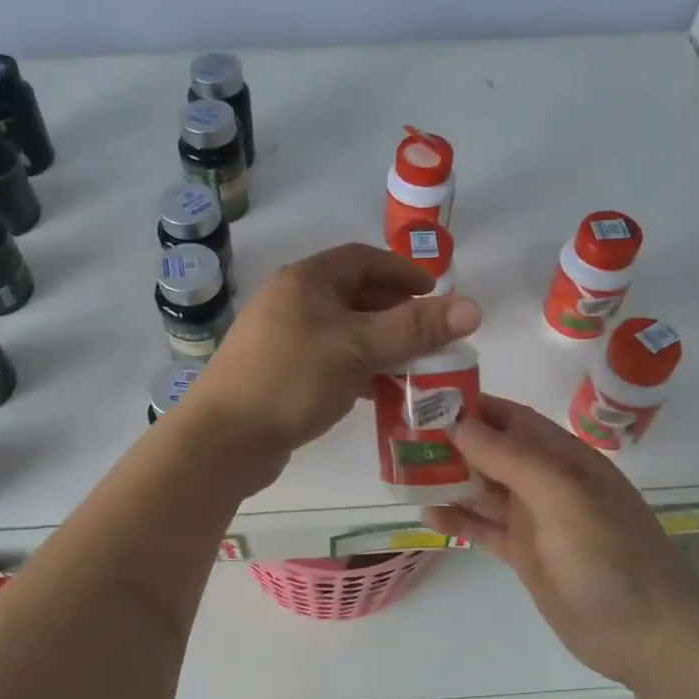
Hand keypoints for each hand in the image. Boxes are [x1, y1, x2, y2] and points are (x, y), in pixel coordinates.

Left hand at [183, 244, 482, 490]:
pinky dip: (358, 370)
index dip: (402, 271)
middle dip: (396, 312)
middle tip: (431, 334)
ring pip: (343, 333)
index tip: (436, 292)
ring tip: (415, 365)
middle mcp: (290, 303)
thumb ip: (414, 328)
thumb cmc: (292, 380)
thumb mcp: (358, 348)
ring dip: (380, 345)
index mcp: (305, 281)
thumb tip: (473, 307)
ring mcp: (281, 340)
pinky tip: (379, 392)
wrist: (225, 439)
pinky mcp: (279, 376)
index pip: (362, 259)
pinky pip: (329, 362)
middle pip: (353, 296)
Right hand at [424, 396, 698, 687]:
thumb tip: (459, 422)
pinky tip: (428, 515)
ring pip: (482, 488)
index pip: (510, 418)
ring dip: (448, 479)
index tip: (424, 400)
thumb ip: (512, 459)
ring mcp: (534, 519)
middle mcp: (546, 482)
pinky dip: (457, 520)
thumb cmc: (610, 556)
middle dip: (450, 442)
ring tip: (404, 474)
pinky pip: (483, 528)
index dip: (471, 406)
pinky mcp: (524, 554)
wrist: (647, 636)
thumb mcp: (563, 498)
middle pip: (490, 451)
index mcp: (563, 458)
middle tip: (401, 439)